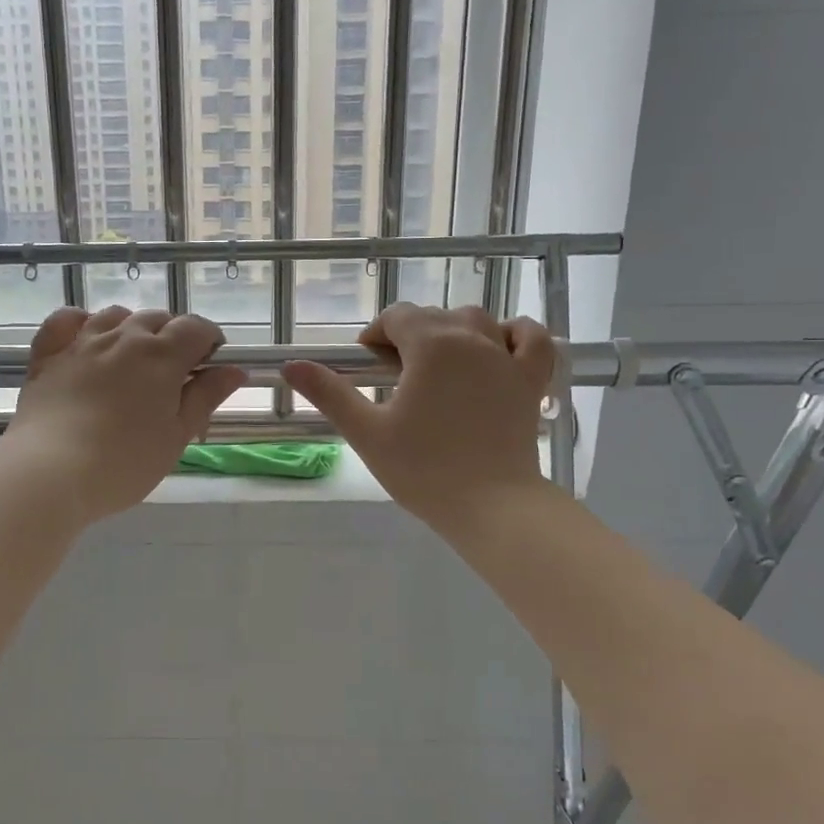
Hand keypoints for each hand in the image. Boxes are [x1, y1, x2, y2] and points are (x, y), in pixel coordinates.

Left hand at [0, 306, 244, 524]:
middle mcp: (123, 336)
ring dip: (132, 329)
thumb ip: (206, 397)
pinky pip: (67, 320)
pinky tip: (86, 341)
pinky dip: (81, 323)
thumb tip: (235, 369)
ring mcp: (82, 341)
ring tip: (133, 359)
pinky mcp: (49, 353)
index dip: (209, 341)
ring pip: (116, 315)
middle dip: (173, 336)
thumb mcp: (177, 435)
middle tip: (173, 374)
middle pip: (158, 318)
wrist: (50, 472)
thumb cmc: (125, 462)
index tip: (210, 364)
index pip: (196, 328)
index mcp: (161, 355)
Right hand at [283, 303, 556, 527]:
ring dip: (452, 333)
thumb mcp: (367, 431)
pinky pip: (531, 338)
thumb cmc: (423, 469)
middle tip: (394, 379)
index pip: (397, 317)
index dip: (375, 336)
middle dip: (408, 337)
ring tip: (437, 367)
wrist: (492, 506)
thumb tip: (291, 365)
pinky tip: (498, 348)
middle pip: (434, 317)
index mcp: (431, 344)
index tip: (365, 367)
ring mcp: (508, 357)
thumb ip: (330, 393)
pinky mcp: (532, 381)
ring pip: (477, 321)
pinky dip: (515, 334)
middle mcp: (472, 338)